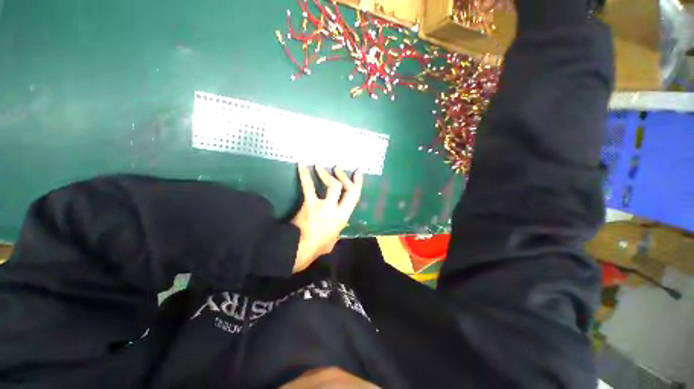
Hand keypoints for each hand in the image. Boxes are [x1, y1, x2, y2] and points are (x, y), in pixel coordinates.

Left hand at [291, 165, 363, 272]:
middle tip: (337, 166)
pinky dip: (304, 175)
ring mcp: (322, 206)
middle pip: (344, 187)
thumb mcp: (334, 239)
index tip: (358, 171)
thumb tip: (340, 225)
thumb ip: (338, 230)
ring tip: (319, 164)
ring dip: (325, 173)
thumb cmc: (318, 247)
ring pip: (330, 185)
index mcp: (343, 217)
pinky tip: (301, 164)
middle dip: (342, 175)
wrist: (300, 250)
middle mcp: (336, 209)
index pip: (354, 196)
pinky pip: (308, 187)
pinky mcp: (309, 204)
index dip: (357, 183)